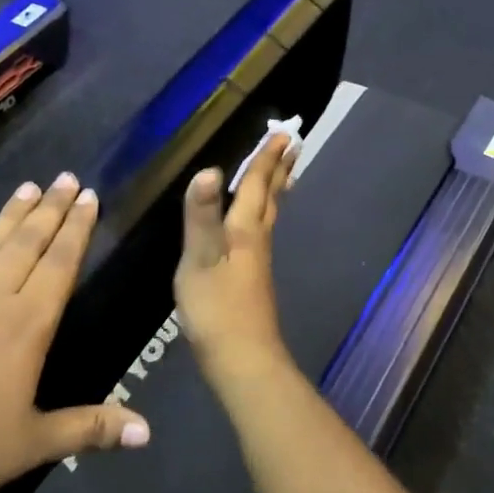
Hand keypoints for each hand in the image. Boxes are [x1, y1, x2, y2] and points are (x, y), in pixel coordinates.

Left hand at [0, 173, 149, 492]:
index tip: (89, 195)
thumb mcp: (33, 445)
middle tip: (65, 177)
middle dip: (50, 209)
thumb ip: (90, 428)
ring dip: (8, 216)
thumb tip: (148, 432)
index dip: (77, 228)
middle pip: (25, 243)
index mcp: (26, 325)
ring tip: (27, 188)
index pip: (60, 263)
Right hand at [175, 132, 300, 385]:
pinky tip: (257, 223)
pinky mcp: (253, 279)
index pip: (256, 186)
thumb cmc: (216, 308)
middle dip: (279, 169)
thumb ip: (202, 217)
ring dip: (276, 189)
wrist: (242, 359)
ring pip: (270, 215)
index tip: (283, 133)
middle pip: (271, 197)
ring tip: (284, 173)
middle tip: (294, 144)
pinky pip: (262, 232)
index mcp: (244, 231)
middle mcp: (257, 240)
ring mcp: (258, 261)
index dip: (265, 159)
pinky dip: (265, 213)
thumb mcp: (199, 261)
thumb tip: (209, 170)